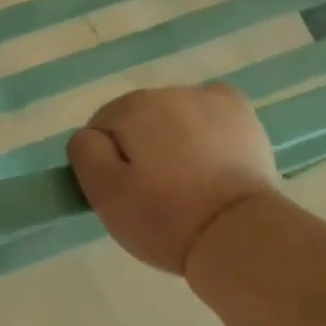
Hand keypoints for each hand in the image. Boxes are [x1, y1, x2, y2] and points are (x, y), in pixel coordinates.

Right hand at [67, 84, 281, 274]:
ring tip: (189, 182)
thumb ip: (85, 153)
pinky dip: (206, 125)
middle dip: (141, 148)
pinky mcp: (239, 111)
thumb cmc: (167, 219)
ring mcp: (207, 98)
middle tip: (156, 193)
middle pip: (139, 119)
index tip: (126, 193)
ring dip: (173, 138)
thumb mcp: (105, 195)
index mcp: (132, 108)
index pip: (103, 127)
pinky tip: (212, 152)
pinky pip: (209, 108)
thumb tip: (90, 135)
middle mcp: (167, 92)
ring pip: (173, 115)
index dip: (109, 161)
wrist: (240, 234)